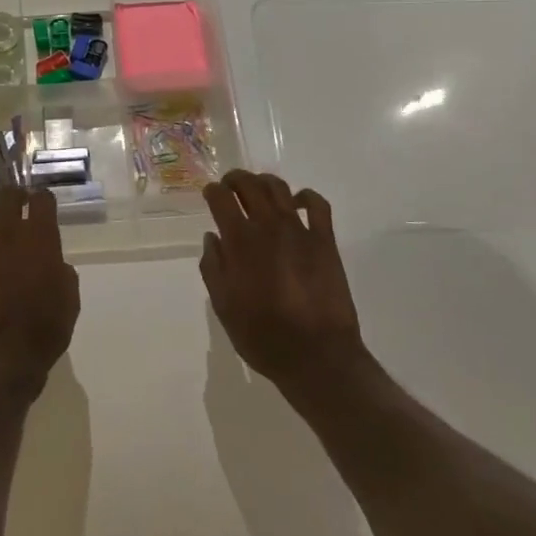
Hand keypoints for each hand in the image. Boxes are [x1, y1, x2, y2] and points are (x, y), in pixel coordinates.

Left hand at [0, 186, 80, 400]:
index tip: (44, 204)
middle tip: (21, 207)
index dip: (43, 199)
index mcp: (40, 239)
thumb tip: (54, 264)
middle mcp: (8, 233)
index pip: (42, 200)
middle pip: (7, 196)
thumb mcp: (69, 301)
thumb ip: (62, 272)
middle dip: (15, 197)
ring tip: (2, 236)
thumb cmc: (43, 331)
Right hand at [201, 171, 369, 393]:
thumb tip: (212, 238)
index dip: (213, 191)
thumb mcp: (224, 306)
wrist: (317, 356)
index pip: (222, 199)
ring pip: (280, 188)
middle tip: (230, 185)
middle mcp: (268, 227)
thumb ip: (213, 267)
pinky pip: (317, 205)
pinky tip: (297, 201)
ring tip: (258, 188)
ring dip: (264, 182)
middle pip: (250, 185)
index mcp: (240, 242)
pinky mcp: (325, 241)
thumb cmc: (263, 336)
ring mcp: (300, 230)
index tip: (210, 193)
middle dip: (236, 179)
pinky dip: (305, 196)